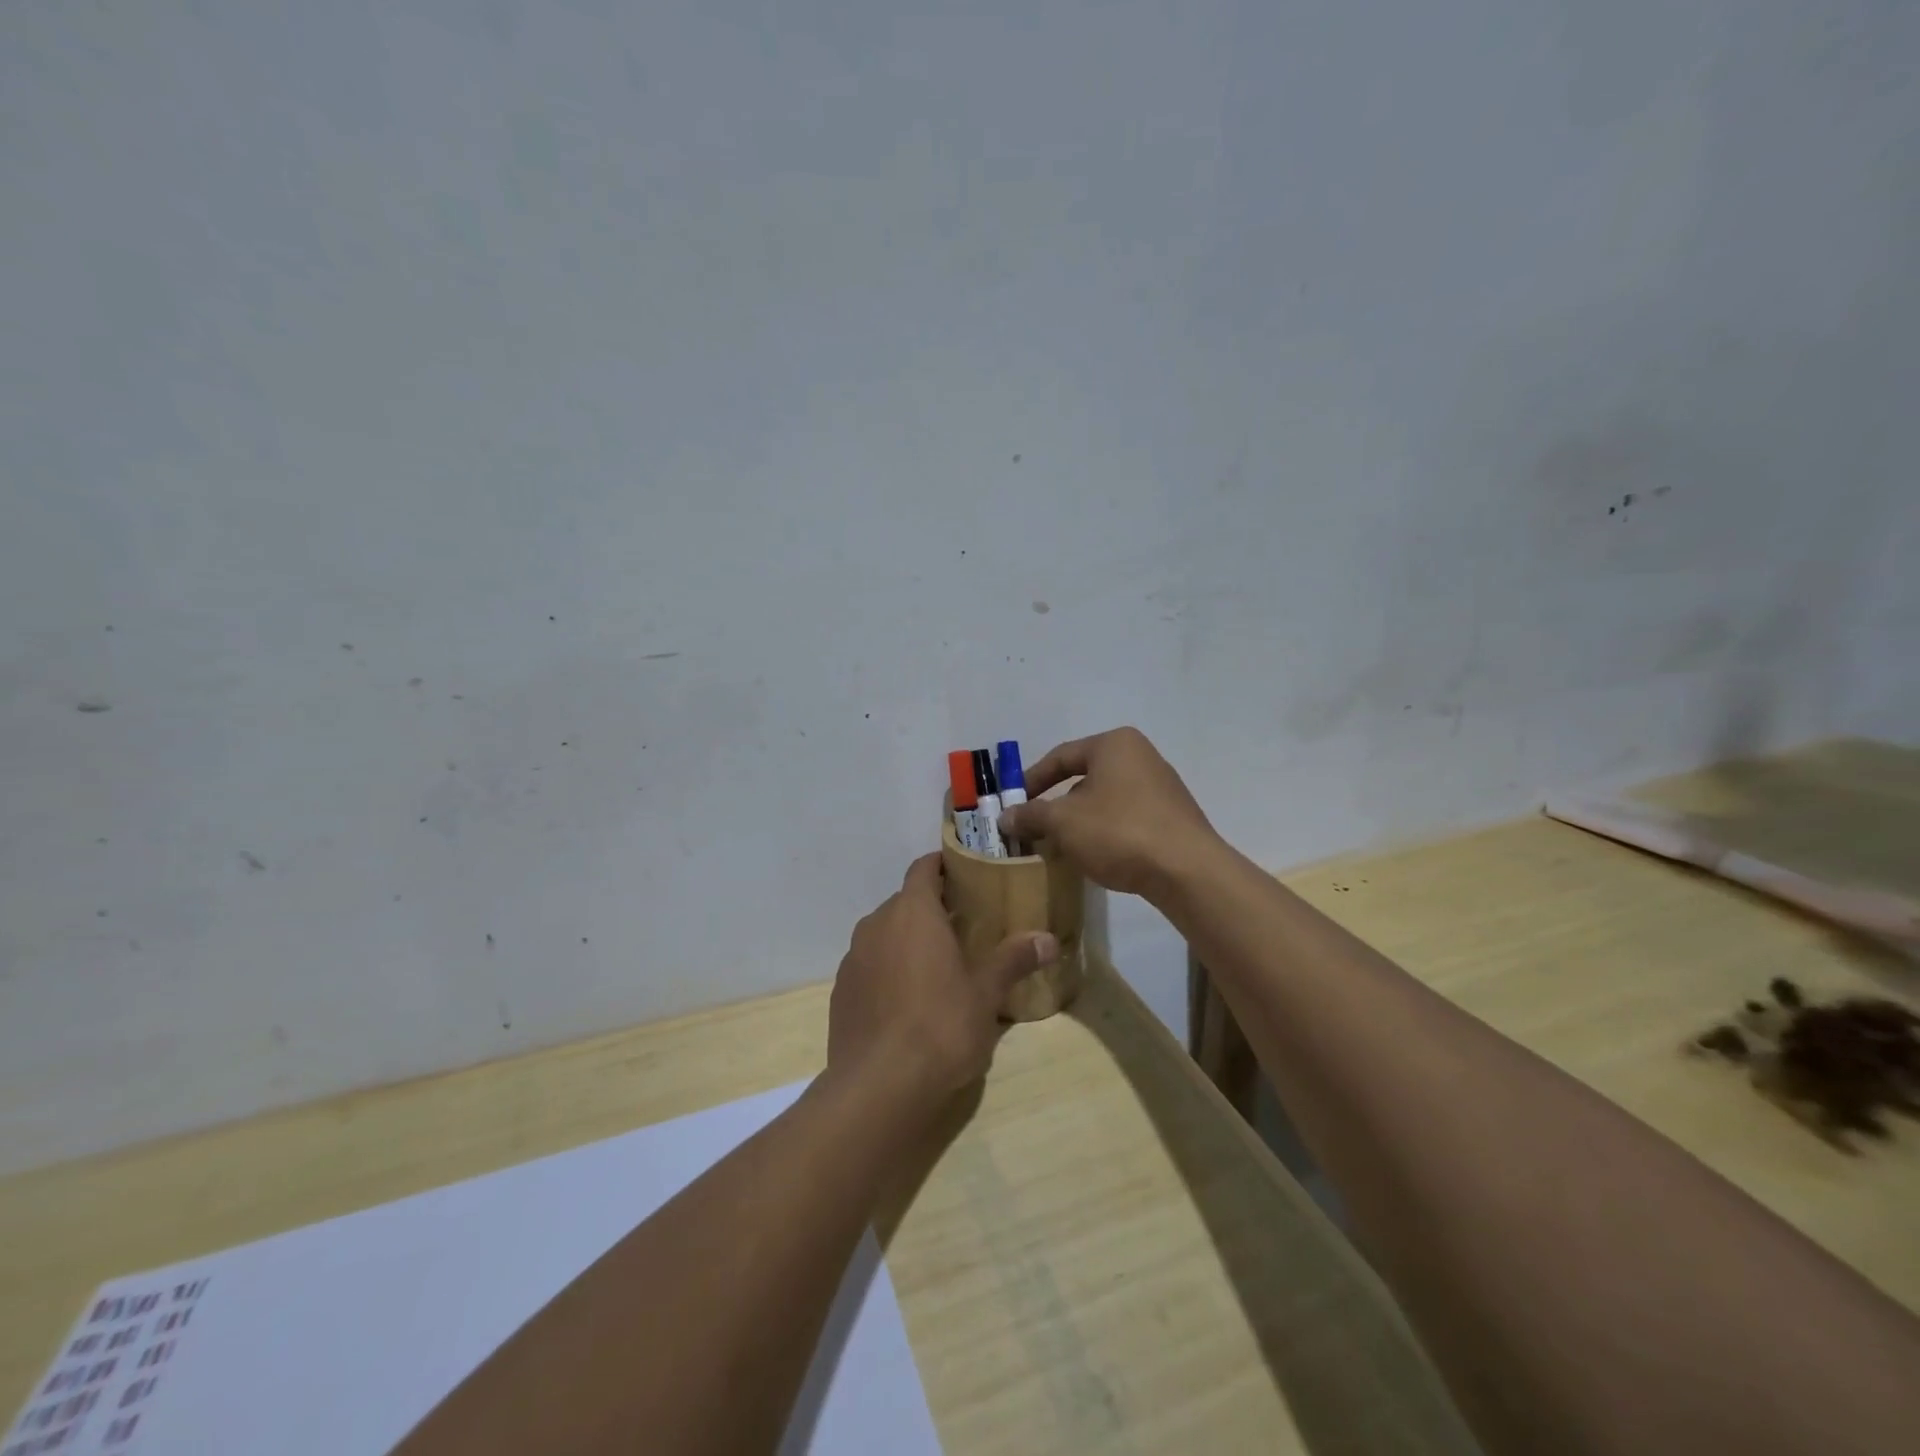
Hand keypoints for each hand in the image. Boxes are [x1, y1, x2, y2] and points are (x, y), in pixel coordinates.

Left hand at [827, 854, 1057, 1106]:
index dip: (942, 865)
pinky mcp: (841, 991)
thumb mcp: (986, 994)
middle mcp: (876, 924)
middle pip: (905, 901)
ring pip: (884, 933)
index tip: (964, 873)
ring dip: (907, 939)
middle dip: (931, 908)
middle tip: (963, 925)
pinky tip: (907, 1000)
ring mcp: (853, 958)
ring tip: (937, 963)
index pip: (923, 868)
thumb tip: (1048, 939)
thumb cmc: (940, 1027)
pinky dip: (887, 969)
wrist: (878, 1086)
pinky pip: (869, 965)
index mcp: (912, 912)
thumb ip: (1013, 959)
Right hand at [996, 727, 1218, 898]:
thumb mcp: (1063, 822)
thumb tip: (1005, 817)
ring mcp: (1161, 787)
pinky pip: (1126, 818)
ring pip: (1105, 800)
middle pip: (1084, 777)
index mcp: (1114, 744)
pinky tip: (1095, 856)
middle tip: (1035, 828)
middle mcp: (1141, 756)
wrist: (1187, 871)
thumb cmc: (1119, 831)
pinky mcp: (1172, 817)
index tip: (1013, 804)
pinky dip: (1105, 832)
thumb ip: (1031, 815)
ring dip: (1080, 821)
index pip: (1061, 756)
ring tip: (1061, 846)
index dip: (1031, 780)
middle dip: (1056, 804)